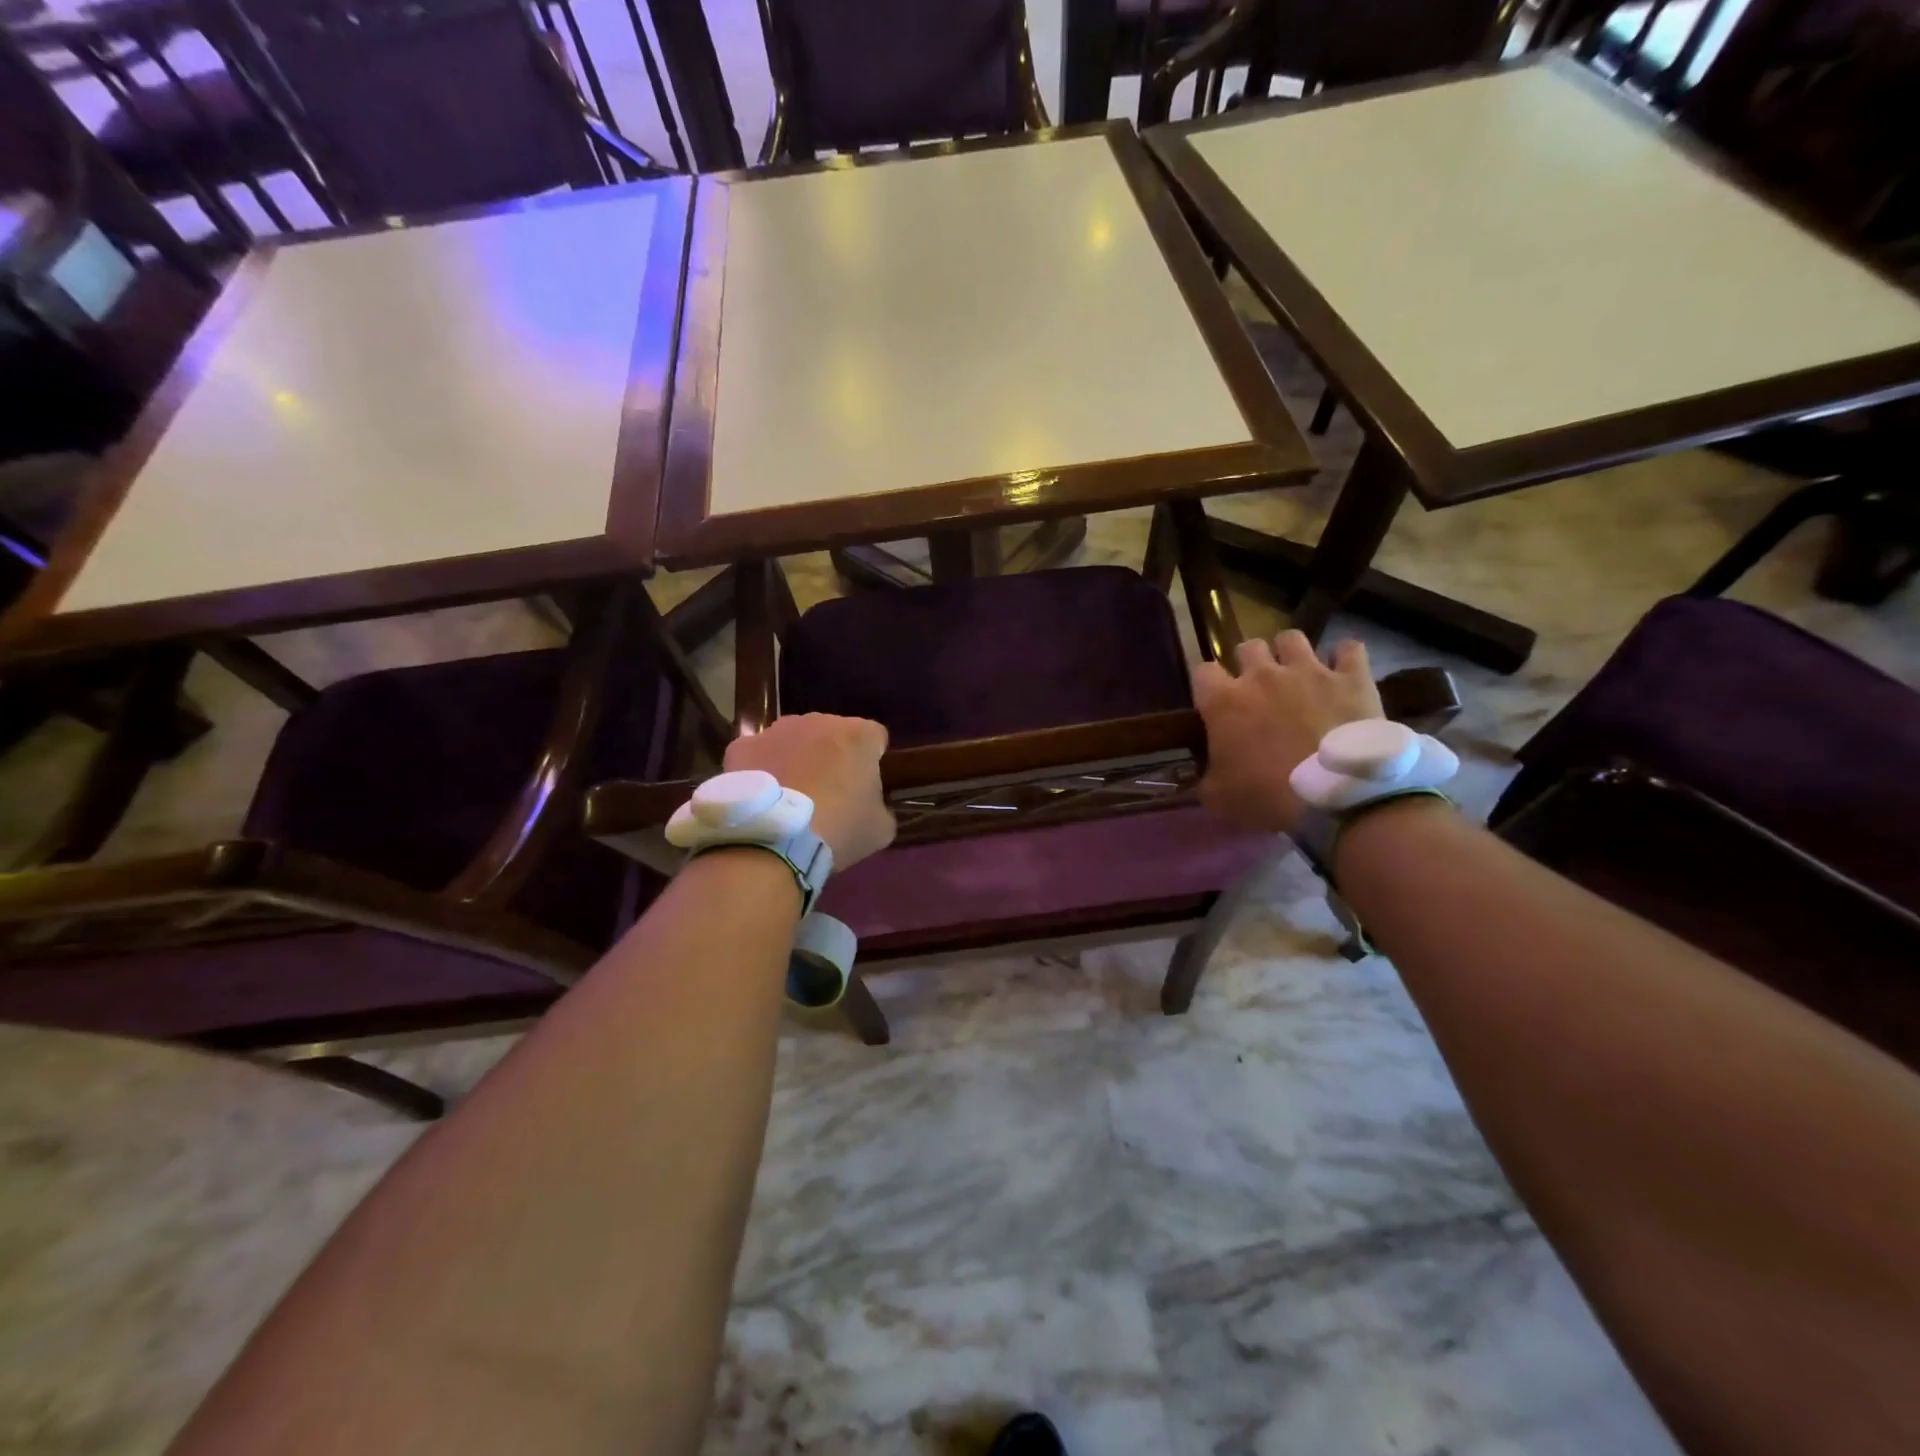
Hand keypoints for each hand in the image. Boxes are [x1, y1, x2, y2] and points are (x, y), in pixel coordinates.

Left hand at [724, 714, 895, 868]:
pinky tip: (762, 798)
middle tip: (828, 793)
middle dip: (832, 756)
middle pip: (833, 734)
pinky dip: (762, 769)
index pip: (876, 738)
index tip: (866, 786)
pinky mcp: (743, 746)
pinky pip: (759, 754)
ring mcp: (777, 730)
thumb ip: (882, 808)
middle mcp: (819, 720)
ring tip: (791, 795)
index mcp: (859, 735)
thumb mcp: (880, 828)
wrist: (775, 840)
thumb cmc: (839, 829)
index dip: (872, 761)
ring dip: (797, 758)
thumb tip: (873, 807)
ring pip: (794, 740)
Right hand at [1192, 631, 1383, 835]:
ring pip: (1291, 638)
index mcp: (1224, 701)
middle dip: (1249, 663)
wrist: (1337, 798)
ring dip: (1290, 652)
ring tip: (1297, 672)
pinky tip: (1344, 671)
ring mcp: (1309, 671)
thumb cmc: (1267, 796)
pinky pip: (1350, 649)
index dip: (1208, 685)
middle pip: (1248, 647)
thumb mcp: (1219, 797)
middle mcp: (1262, 675)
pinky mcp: (1351, 678)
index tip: (1214, 701)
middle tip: (1258, 688)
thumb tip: (1199, 777)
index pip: (1202, 671)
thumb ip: (1204, 778)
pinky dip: (1345, 658)